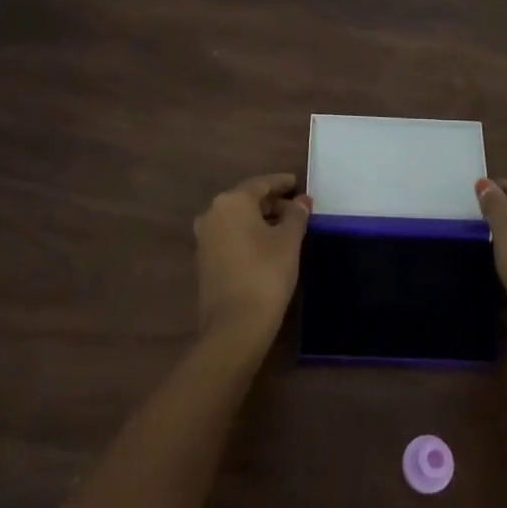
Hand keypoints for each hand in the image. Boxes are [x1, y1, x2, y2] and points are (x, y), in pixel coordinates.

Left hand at [193, 173, 311, 345]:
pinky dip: (248, 233)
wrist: (235, 325)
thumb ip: (296, 215)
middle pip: (246, 199)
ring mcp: (204, 237)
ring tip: (285, 226)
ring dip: (260, 218)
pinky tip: (266, 244)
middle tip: (296, 207)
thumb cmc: (266, 273)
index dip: (282, 183)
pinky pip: (229, 235)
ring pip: (237, 218)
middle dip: (272, 201)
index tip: (297, 183)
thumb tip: (302, 201)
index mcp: (232, 202)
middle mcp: (212, 213)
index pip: (261, 183)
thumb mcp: (289, 241)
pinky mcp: (204, 259)